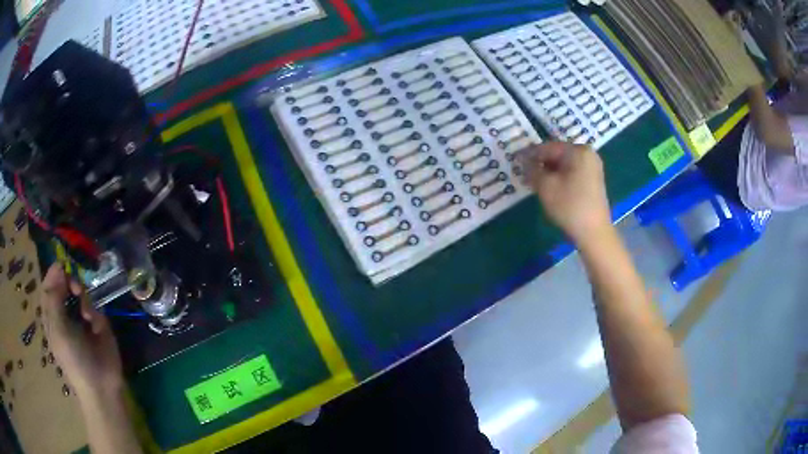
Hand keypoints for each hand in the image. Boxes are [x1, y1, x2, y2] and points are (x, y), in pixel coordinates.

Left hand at [41, 264, 123, 395]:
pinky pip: (94, 305)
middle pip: (64, 284)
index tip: (62, 266)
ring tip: (86, 313)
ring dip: (83, 297)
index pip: (48, 286)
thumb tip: (58, 268)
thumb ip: (54, 298)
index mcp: (51, 315)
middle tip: (76, 289)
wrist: (101, 386)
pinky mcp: (98, 323)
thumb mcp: (58, 330)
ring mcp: (81, 318)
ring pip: (80, 292)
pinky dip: (94, 310)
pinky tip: (95, 323)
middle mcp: (64, 312)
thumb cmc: (74, 360)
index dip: (53, 274)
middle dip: (70, 282)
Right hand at [517, 142, 611, 244]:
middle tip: (524, 172)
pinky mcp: (594, 180)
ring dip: (549, 171)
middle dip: (540, 163)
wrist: (594, 232)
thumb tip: (524, 162)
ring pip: (565, 164)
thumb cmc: (569, 206)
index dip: (530, 154)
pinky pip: (572, 172)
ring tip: (535, 181)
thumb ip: (532, 170)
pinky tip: (550, 187)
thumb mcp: (545, 186)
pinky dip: (560, 177)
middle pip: (558, 154)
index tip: (515, 160)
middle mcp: (587, 154)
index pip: (548, 147)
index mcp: (578, 151)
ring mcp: (593, 167)